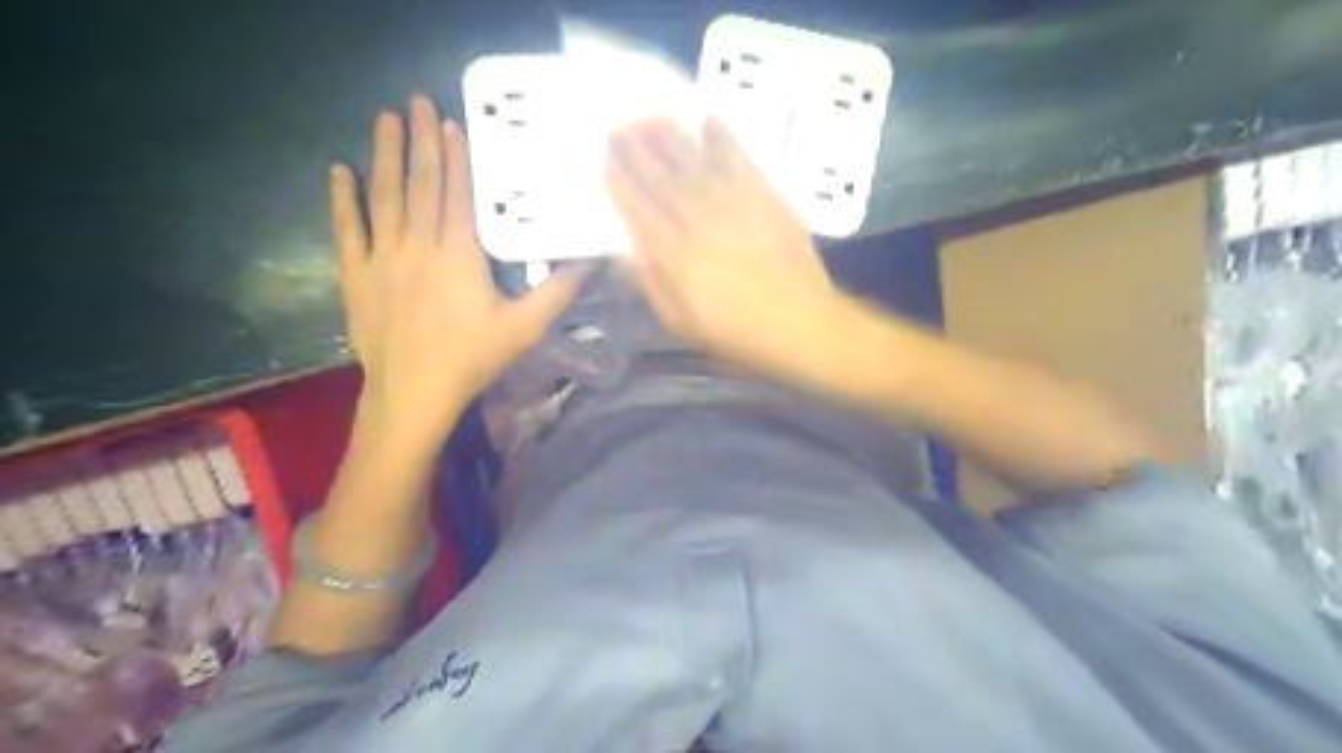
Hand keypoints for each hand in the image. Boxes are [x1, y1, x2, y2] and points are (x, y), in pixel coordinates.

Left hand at [332, 94, 579, 447]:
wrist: (414, 392)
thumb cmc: (472, 358)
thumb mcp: (525, 328)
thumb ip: (558, 293)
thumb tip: (592, 263)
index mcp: (459, 254)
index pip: (458, 195)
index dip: (455, 157)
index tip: (451, 122)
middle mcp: (418, 245)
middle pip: (420, 185)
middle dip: (419, 141)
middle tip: (414, 102)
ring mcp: (382, 258)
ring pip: (384, 197)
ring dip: (384, 156)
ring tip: (384, 120)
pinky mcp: (357, 276)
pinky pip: (347, 230)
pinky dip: (343, 200)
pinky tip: (339, 171)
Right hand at [607, 118, 836, 382]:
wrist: (800, 322)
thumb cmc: (737, 332)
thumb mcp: (682, 323)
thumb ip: (652, 284)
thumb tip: (627, 250)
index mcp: (672, 255)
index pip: (637, 209)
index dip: (619, 181)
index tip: (606, 158)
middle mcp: (696, 221)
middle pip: (659, 178)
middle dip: (636, 149)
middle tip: (619, 124)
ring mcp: (731, 203)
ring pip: (692, 162)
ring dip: (669, 136)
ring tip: (652, 116)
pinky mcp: (764, 196)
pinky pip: (739, 159)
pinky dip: (723, 138)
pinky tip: (709, 120)